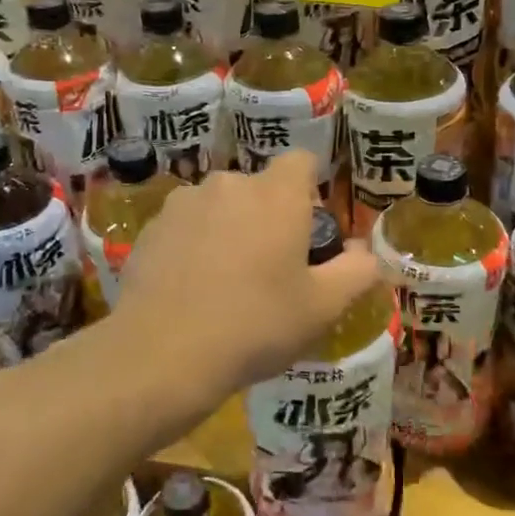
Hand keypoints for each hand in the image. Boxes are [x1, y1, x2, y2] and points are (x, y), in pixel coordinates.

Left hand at [113, 150, 382, 411]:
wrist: (162, 353)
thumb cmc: (256, 325)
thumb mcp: (323, 307)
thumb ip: (356, 271)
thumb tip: (364, 252)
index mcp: (275, 195)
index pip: (301, 161)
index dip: (310, 190)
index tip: (308, 231)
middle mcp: (228, 184)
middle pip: (258, 188)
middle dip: (268, 217)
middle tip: (271, 268)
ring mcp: (183, 203)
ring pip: (219, 206)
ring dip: (229, 229)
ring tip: (225, 282)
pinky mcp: (150, 227)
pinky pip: (185, 226)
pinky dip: (193, 246)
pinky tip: (190, 289)